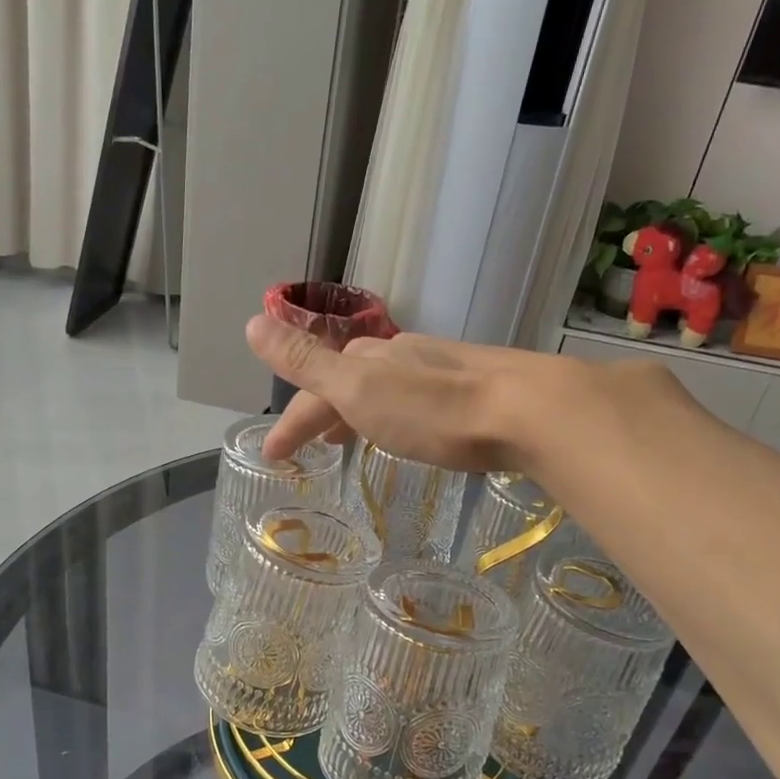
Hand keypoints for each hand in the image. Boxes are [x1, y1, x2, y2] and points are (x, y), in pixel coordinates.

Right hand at [245, 315, 564, 471]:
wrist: (527, 410)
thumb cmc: (433, 409)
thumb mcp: (358, 388)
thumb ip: (306, 360)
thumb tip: (252, 322)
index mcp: (367, 359)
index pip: (314, 390)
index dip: (291, 422)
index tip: (273, 456)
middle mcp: (400, 356)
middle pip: (347, 383)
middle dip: (320, 413)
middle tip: (307, 448)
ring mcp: (438, 369)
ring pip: (382, 388)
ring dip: (356, 412)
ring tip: (348, 441)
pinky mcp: (472, 389)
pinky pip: (414, 398)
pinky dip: (393, 415)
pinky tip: (407, 430)